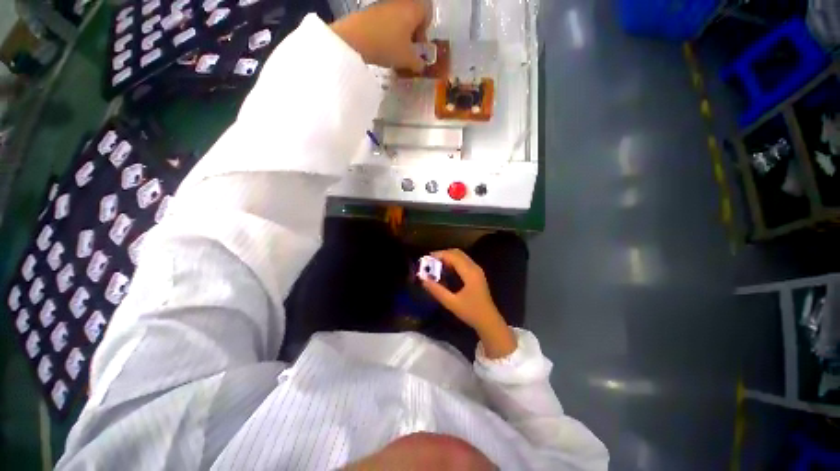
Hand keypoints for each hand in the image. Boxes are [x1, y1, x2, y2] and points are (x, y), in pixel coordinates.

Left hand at [330, 0, 430, 71]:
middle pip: (412, 15)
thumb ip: (418, 63)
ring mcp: (385, 4)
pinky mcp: (372, 10)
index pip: (428, 13)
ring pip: (399, 18)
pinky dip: (388, 32)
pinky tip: (383, 47)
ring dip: (400, 34)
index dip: (425, 31)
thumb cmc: (388, 45)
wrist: (355, 37)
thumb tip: (421, 66)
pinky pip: (386, 20)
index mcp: (414, 7)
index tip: (419, 46)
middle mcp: (401, 1)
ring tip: (395, 52)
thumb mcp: (407, 59)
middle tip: (408, 51)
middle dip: (413, 33)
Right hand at [422, 249, 515, 358]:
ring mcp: (477, 270)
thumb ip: (436, 290)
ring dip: (448, 258)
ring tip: (435, 266)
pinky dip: (453, 262)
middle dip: (442, 255)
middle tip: (429, 262)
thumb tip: (423, 279)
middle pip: (457, 253)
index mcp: (470, 273)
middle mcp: (474, 267)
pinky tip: (446, 271)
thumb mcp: (451, 303)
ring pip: (461, 256)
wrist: (489, 321)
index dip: (439, 255)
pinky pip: (463, 262)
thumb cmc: (471, 312)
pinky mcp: (477, 274)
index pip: (453, 256)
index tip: (426, 260)